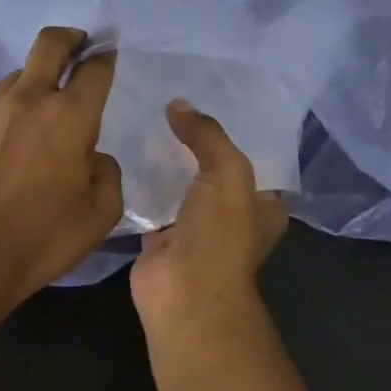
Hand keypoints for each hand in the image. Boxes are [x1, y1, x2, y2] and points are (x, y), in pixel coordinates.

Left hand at [0, 26, 123, 299]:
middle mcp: (28, 102)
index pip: (94, 69)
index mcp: (69, 117)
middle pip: (48, 46)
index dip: (105, 56)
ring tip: (42, 106)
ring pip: (16, 77)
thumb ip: (106, 171)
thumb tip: (92, 157)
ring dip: (35, 80)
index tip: (109, 52)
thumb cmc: (47, 236)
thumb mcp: (102, 211)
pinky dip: (8, 115)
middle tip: (78, 44)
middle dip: (68, 38)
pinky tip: (10, 143)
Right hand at [130, 100, 287, 327]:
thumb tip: (178, 104)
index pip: (257, 158)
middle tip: (172, 105)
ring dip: (167, 163)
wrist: (183, 291)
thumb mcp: (227, 173)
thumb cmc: (220, 234)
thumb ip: (208, 135)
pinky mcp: (162, 238)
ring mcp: (196, 229)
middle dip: (197, 143)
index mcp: (264, 205)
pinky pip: (152, 203)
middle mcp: (233, 216)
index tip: (214, 99)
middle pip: (215, 170)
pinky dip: (141, 186)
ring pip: (182, 186)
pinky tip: (126, 155)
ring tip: (146, 121)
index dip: (239, 130)